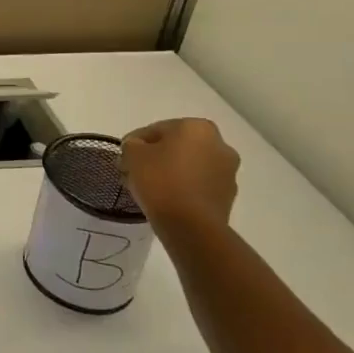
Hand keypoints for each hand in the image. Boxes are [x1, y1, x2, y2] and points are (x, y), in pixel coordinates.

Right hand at [121, 118, 239, 229]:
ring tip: (150, 188)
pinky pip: (199, 185)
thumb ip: (132, 144)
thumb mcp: (132, 154)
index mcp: (197, 127)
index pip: (157, 129)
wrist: (191, 225)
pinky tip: (167, 199)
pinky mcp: (228, 196)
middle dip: (157, 157)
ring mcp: (228, 171)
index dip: (136, 143)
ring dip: (172, 172)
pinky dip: (184, 188)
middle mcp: (219, 144)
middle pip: (177, 146)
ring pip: (190, 166)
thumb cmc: (160, 181)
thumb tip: (137, 147)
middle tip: (136, 171)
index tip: (125, 157)